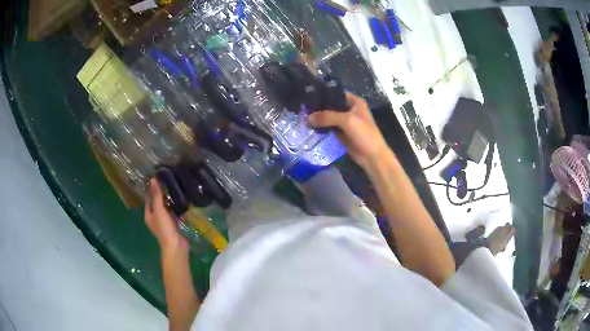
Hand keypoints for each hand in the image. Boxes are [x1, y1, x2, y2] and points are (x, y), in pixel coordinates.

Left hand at [144, 179, 187, 252]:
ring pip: (166, 207)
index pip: (149, 197)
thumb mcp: (159, 210)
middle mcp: (155, 217)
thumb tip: (153, 179)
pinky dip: (176, 206)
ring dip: (169, 199)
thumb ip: (156, 195)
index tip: (158, 176)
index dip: (152, 188)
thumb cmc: (164, 229)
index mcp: (149, 214)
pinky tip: (182, 199)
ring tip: (176, 186)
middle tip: (169, 179)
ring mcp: (165, 221)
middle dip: (161, 192)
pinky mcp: (174, 224)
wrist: (176, 246)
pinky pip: (174, 212)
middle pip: (157, 202)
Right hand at [309, 92, 389, 169]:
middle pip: (331, 105)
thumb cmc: (364, 134)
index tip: (308, 96)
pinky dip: (321, 128)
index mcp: (355, 102)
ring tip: (302, 116)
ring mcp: (345, 122)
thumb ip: (327, 117)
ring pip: (329, 117)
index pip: (336, 93)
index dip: (323, 94)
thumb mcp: (347, 121)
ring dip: (318, 118)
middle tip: (302, 108)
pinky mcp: (341, 133)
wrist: (372, 157)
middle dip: (318, 107)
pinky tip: (309, 127)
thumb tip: (308, 118)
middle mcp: (350, 109)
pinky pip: (329, 127)